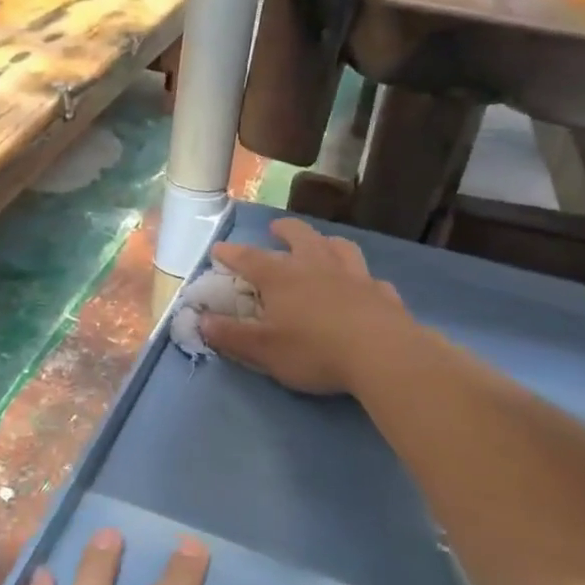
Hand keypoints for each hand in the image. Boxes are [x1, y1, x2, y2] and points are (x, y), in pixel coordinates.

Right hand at [204, 218, 414, 395]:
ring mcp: (354, 276)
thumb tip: (202, 321)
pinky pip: (370, 279)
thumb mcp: (264, 350)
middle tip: (276, 229)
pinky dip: (362, 279)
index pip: (250, 259)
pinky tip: (363, 286)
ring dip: (326, 243)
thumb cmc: (314, 351)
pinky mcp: (382, 293)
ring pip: (339, 248)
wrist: (381, 354)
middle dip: (285, 230)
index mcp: (282, 278)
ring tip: (322, 245)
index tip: (219, 249)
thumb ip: (232, 336)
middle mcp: (316, 266)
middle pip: (299, 236)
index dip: (232, 254)